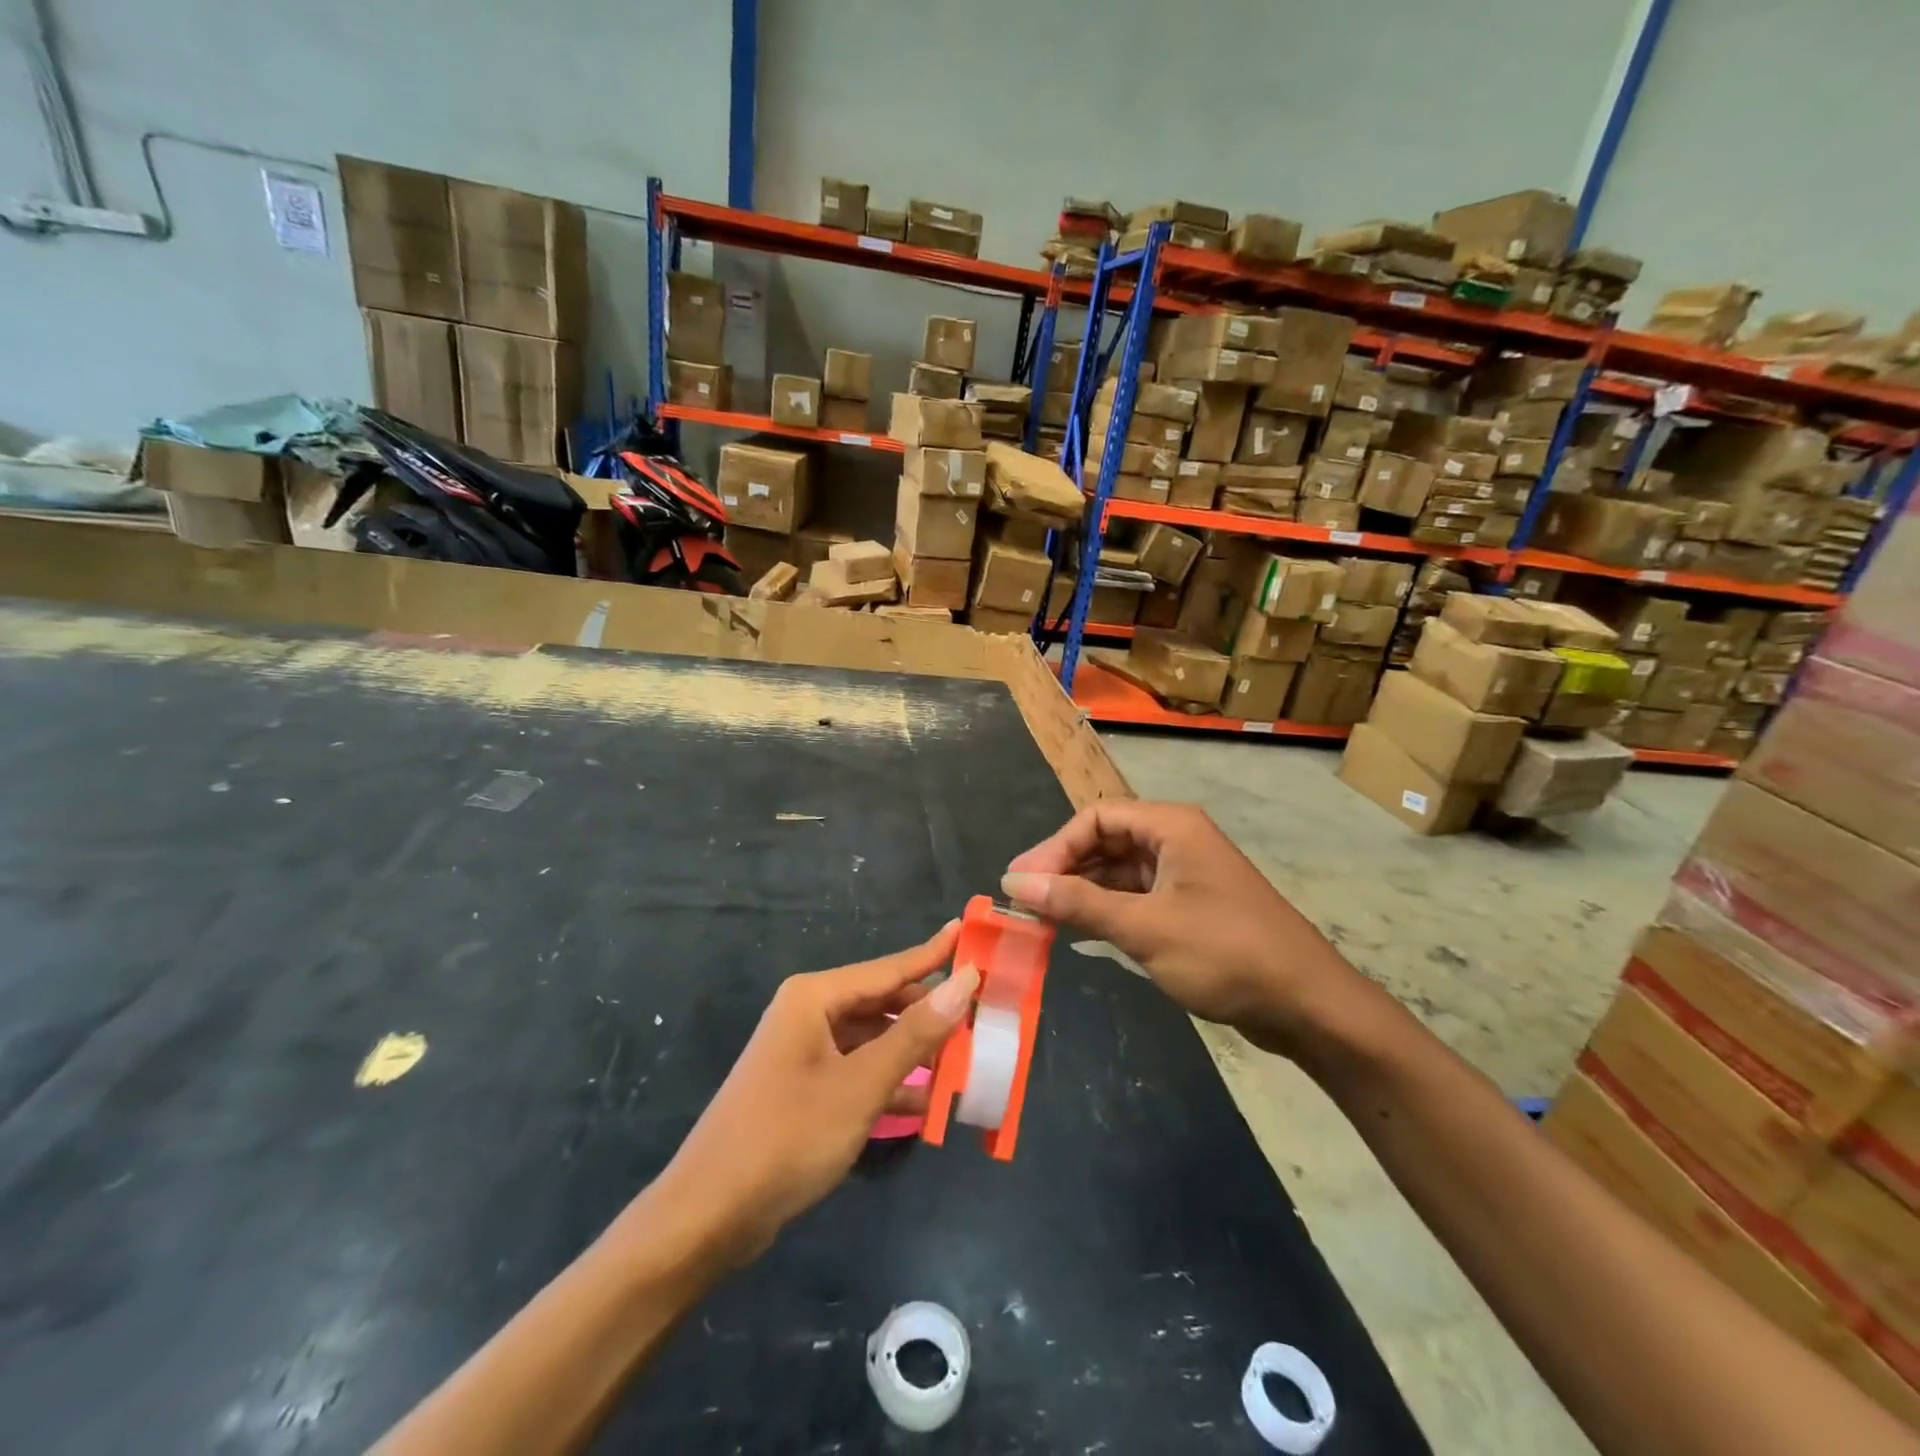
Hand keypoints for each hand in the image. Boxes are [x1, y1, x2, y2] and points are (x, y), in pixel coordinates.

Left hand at [645, 923, 975, 1265]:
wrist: (708, 1216)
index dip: (934, 953)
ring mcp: (805, 1051)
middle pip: (883, 1001)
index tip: (971, 931)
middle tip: (981, 1018)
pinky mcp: (804, 1086)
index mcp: (816, 997)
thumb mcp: (861, 1085)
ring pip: (874, 1038)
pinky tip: (925, 1103)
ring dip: (914, 1052)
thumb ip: (915, 1034)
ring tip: (965, 1062)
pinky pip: (859, 1069)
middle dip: (929, 1013)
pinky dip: (890, 1082)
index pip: (890, 968)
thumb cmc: (787, 1137)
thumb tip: (965, 981)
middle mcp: (810, 1013)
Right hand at [1001, 801, 1374, 1057]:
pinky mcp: (1190, 906)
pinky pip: (1136, 896)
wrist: (1308, 1005)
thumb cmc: (1225, 954)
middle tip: (1025, 904)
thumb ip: (1077, 903)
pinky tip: (1081, 932)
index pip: (1095, 818)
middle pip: (1105, 841)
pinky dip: (1106, 911)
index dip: (1053, 848)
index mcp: (1170, 826)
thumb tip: (1014, 883)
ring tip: (1043, 921)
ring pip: (1119, 871)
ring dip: (1082, 892)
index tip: (1021, 885)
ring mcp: (1185, 874)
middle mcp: (1176, 840)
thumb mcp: (1144, 928)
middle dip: (1064, 869)